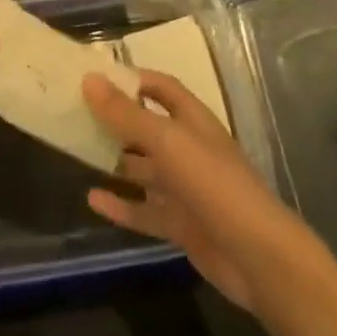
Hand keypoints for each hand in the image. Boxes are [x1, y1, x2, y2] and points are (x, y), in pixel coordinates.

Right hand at [82, 70, 303, 311]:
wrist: (258, 258)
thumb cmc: (214, 184)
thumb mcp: (167, 142)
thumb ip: (126, 114)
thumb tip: (89, 79)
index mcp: (193, 121)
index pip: (161, 88)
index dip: (133, 79)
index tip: (97, 76)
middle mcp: (189, 150)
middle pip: (149, 128)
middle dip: (118, 120)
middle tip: (78, 113)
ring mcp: (186, 189)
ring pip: (145, 170)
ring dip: (116, 162)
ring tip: (79, 153)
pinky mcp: (181, 225)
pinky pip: (144, 211)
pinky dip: (121, 205)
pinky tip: (93, 200)